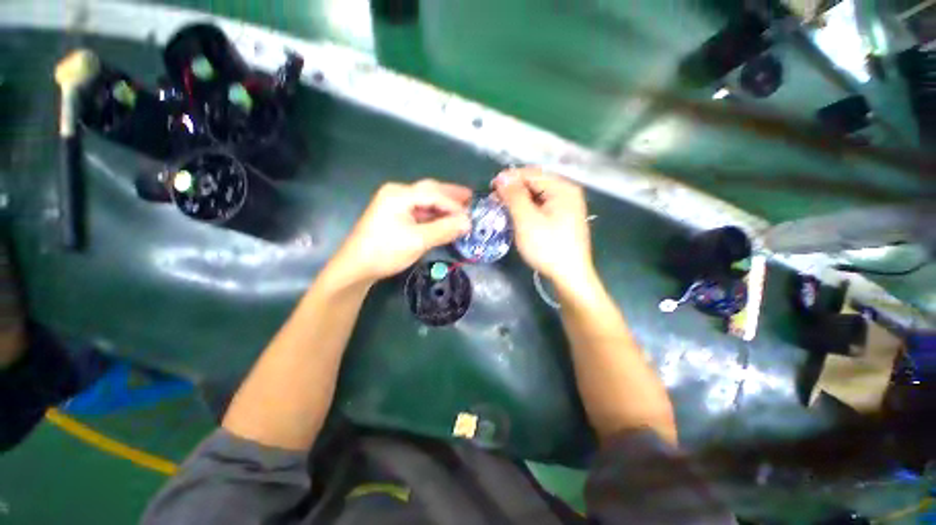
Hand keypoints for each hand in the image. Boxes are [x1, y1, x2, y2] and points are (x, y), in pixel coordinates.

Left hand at [330, 180, 471, 285]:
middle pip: (429, 190)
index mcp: (400, 194)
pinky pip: (419, 210)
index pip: (434, 194)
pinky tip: (444, 218)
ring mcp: (394, 204)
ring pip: (425, 200)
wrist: (356, 267)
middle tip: (471, 198)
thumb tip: (468, 222)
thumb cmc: (386, 251)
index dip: (454, 205)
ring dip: (443, 205)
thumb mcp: (418, 240)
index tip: (471, 216)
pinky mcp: (394, 216)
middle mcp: (397, 193)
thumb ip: (444, 229)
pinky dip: (433, 214)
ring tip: (462, 207)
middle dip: (450, 195)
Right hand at [493, 167, 593, 284]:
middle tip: (495, 202)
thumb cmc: (547, 247)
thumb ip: (514, 195)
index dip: (509, 178)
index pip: (531, 174)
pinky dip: (528, 209)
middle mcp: (567, 192)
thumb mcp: (527, 220)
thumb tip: (502, 176)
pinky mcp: (563, 218)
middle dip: (514, 190)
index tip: (490, 189)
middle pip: (536, 183)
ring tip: (503, 209)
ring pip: (537, 196)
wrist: (570, 276)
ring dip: (519, 200)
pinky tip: (518, 217)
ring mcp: (567, 206)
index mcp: (562, 188)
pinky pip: (542, 206)